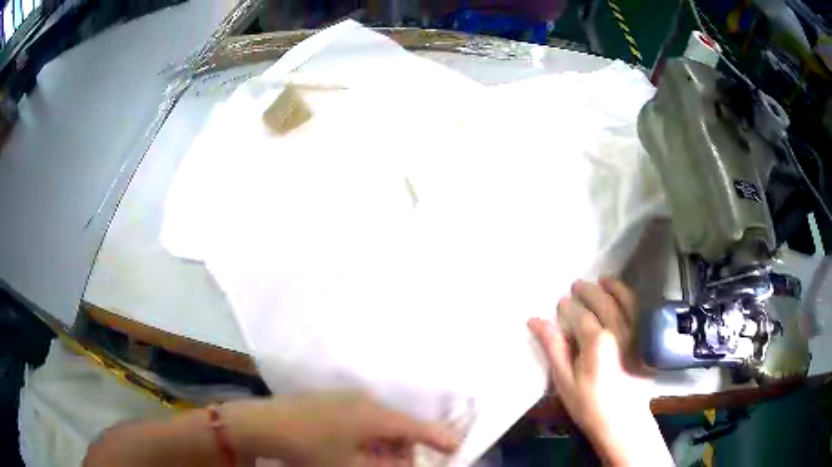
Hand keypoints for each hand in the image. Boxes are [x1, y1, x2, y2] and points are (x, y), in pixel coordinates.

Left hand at [222, 392, 459, 465]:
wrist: (264, 425)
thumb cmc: (311, 448)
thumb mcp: (351, 466)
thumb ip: (386, 466)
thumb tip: (407, 463)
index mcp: (375, 415)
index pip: (417, 427)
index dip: (440, 438)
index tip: (457, 447)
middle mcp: (365, 400)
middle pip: (399, 426)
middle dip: (405, 450)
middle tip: (399, 466)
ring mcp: (347, 398)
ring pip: (381, 423)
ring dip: (386, 444)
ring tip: (374, 461)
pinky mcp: (333, 400)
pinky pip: (364, 418)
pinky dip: (370, 436)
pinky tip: (358, 449)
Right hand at [528, 278, 671, 465]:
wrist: (622, 421)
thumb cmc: (589, 404)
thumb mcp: (564, 380)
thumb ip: (553, 347)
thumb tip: (535, 320)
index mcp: (597, 341)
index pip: (580, 315)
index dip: (568, 307)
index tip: (560, 302)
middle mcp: (620, 330)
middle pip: (603, 301)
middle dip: (588, 290)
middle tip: (577, 285)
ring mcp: (637, 333)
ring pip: (626, 300)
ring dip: (613, 287)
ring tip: (603, 280)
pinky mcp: (647, 340)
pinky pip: (640, 310)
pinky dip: (631, 297)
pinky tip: (624, 296)